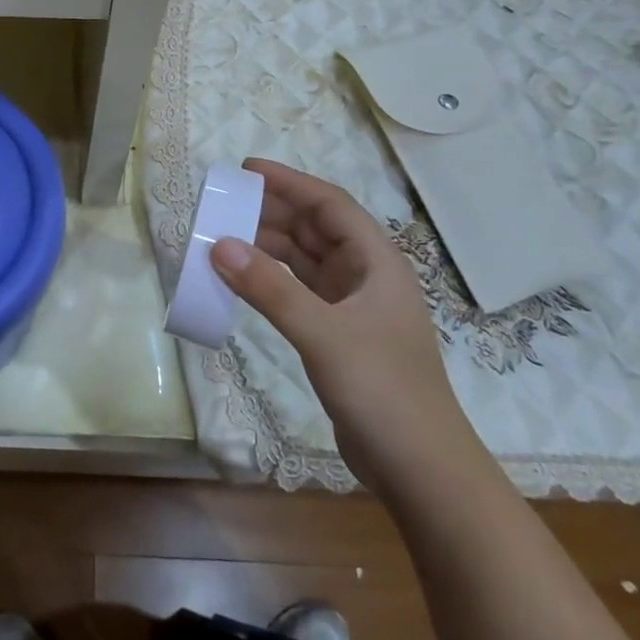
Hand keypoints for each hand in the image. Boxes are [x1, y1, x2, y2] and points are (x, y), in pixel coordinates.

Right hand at [211, 158, 480, 492]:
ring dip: (268, 247)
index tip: (246, 170)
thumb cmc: (382, 390)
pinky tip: (243, 281)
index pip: (330, 205)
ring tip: (224, 237)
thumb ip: (270, 289)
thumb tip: (219, 245)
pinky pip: (298, 291)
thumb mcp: (323, 334)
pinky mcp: (339, 336)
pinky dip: (271, 281)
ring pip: (305, 261)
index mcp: (377, 262)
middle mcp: (366, 277)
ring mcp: (353, 308)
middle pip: (315, 229)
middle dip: (272, 212)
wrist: (421, 470)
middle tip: (224, 203)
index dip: (289, 183)